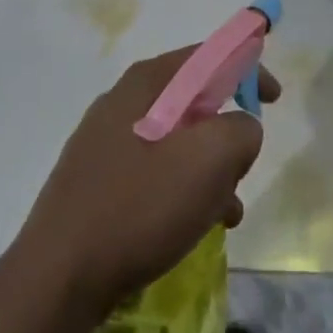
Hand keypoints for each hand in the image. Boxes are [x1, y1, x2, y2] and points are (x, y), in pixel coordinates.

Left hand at [12, 50, 277, 319]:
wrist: (58, 277)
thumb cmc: (140, 206)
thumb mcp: (210, 160)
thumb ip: (242, 130)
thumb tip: (240, 129)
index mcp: (149, 82)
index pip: (210, 55)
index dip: (249, 68)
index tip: (274, 99)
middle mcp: (124, 100)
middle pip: (194, 100)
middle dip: (227, 132)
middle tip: (242, 167)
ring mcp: (105, 140)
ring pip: (177, 141)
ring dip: (209, 169)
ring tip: (225, 212)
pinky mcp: (96, 179)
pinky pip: (154, 170)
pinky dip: (182, 189)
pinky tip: (192, 227)